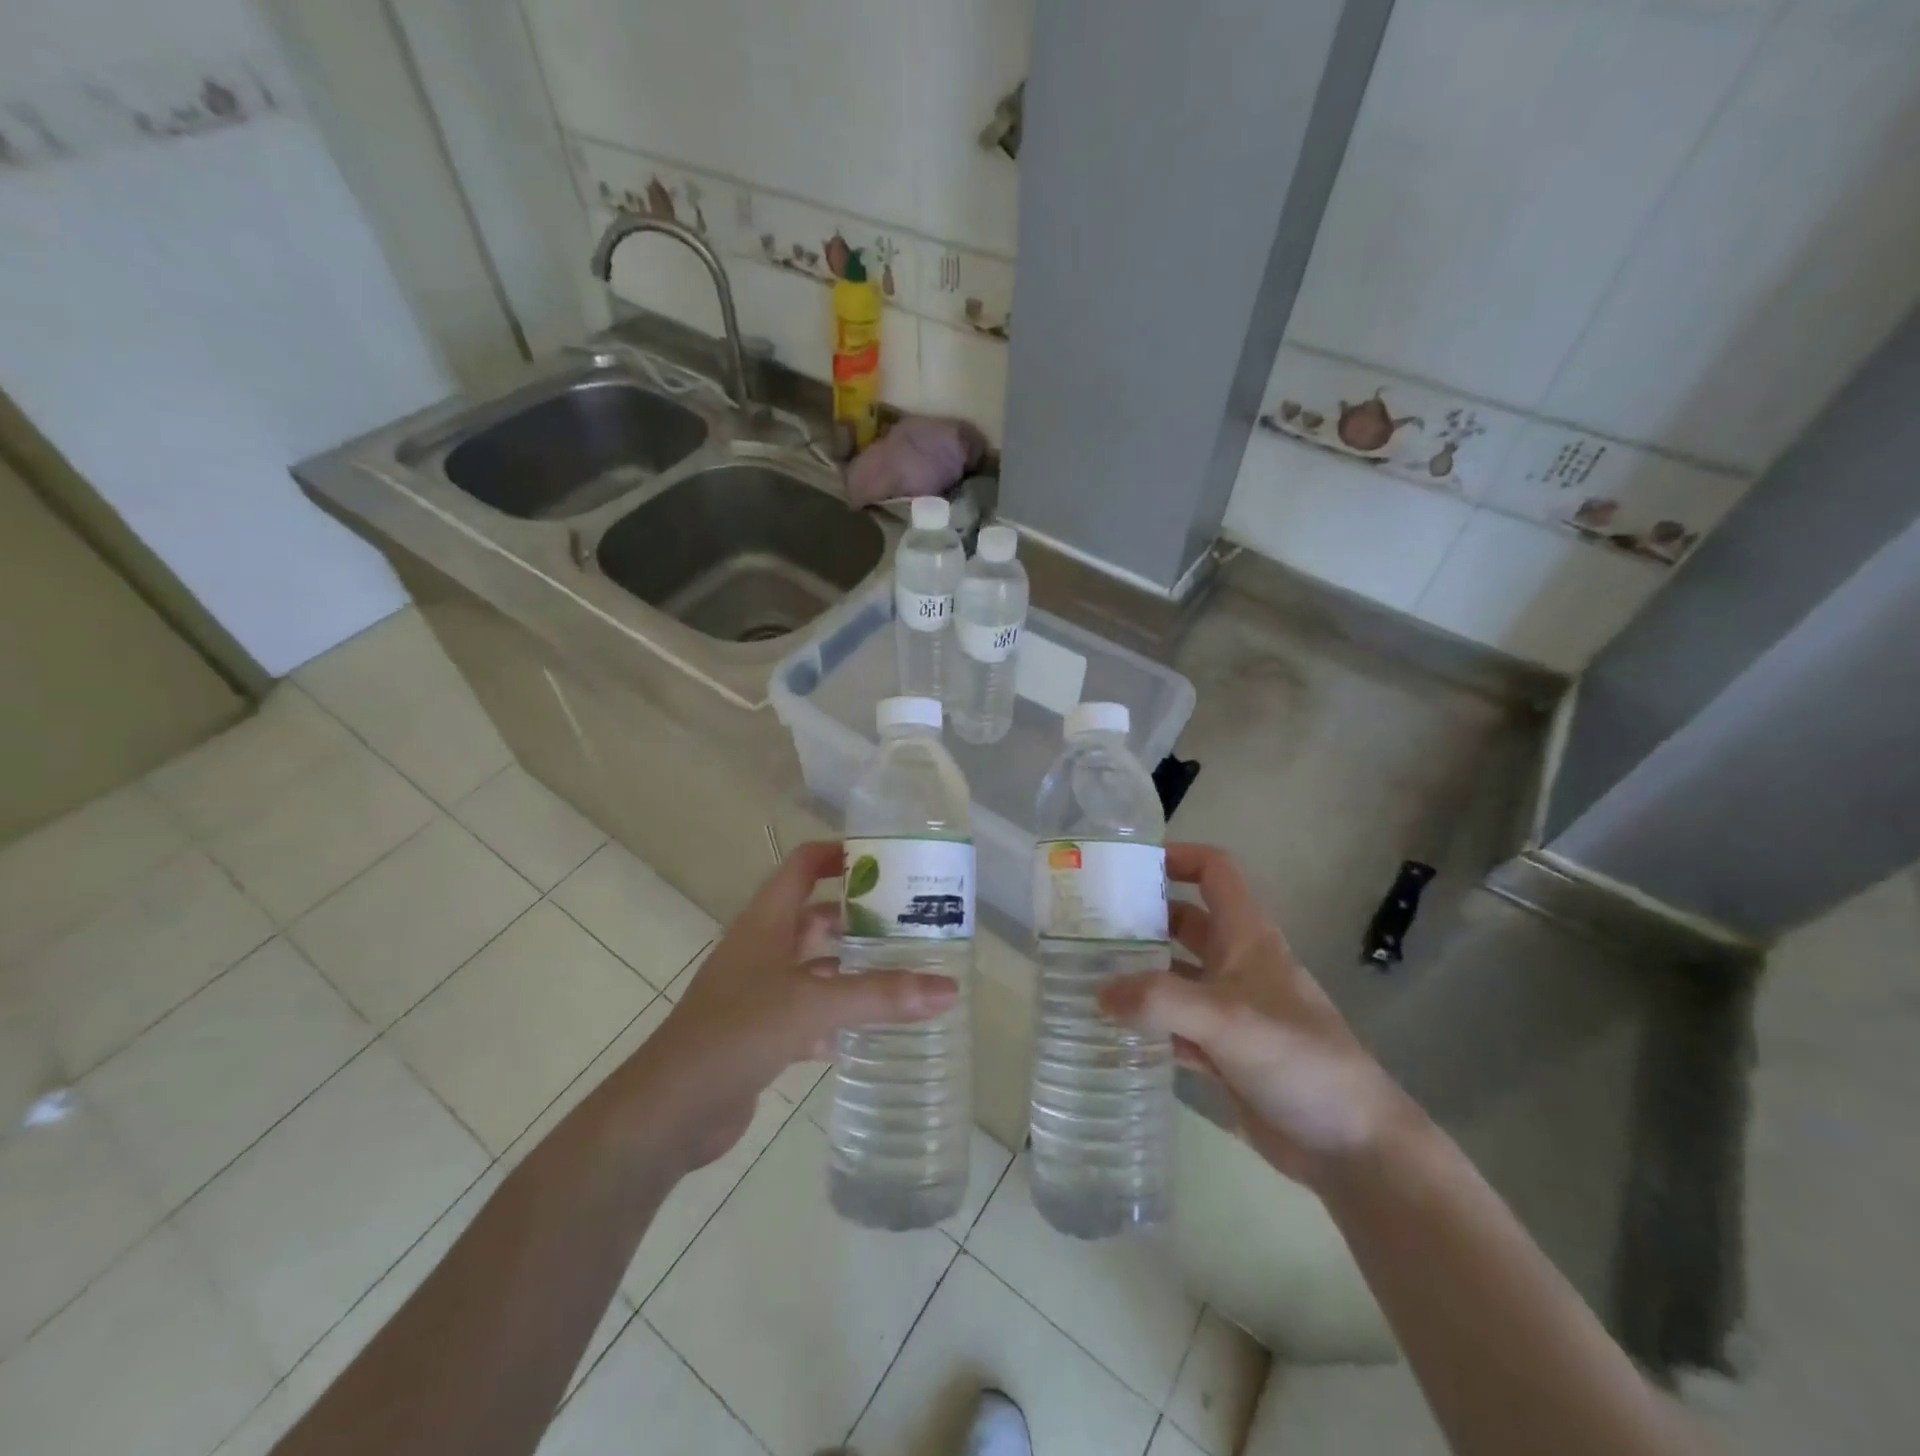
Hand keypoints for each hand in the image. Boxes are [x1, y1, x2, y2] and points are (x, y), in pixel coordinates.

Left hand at [633, 841, 957, 1168]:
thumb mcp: (813, 1004)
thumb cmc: (737, 1033)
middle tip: (912, 922)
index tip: (889, 860)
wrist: (670, 1110)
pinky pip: (810, 1012)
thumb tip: (949, 989)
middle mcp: (763, 948)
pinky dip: (839, 1016)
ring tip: (904, 971)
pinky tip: (872, 1029)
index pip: (804, 865)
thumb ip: (880, 995)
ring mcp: (760, 992)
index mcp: (766, 921)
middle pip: (816, 916)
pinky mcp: (761, 1033)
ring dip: (853, 967)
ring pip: (816, 967)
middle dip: (860, 917)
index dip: (840, 854)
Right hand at [1099, 844, 1413, 1188]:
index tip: (1128, 867)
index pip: (1214, 872)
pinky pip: (1175, 1025)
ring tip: (1086, 972)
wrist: (1353, 1147)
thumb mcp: (1227, 1020)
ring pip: (1175, 976)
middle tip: (1087, 924)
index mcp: (1247, 938)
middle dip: (1142, 917)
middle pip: (1184, 922)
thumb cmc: (1298, 1061)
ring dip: (1138, 972)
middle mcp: (1237, 964)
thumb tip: (1099, 992)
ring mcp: (1230, 1010)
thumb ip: (1159, 1001)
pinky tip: (1111, 1028)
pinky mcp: (1224, 1053)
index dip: (1177, 857)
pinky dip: (1147, 1022)